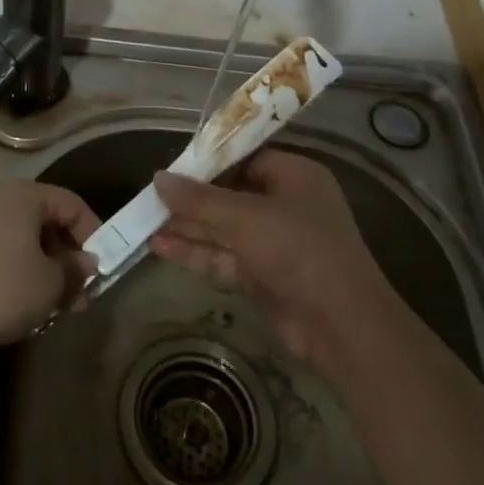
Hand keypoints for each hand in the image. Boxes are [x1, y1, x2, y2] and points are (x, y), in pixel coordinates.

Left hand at [0, 180, 99, 359]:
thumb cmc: (0, 290)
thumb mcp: (50, 284)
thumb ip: (75, 270)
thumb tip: (87, 263)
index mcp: (24, 195)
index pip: (72, 204)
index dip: (93, 234)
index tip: (101, 270)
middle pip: (44, 219)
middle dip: (66, 256)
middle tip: (79, 295)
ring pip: (19, 237)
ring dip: (41, 266)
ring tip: (51, 305)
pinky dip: (13, 269)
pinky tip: (17, 303)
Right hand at [150, 149, 393, 369]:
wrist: (340, 325)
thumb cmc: (298, 250)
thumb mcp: (245, 217)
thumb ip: (199, 199)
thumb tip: (158, 178)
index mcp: (293, 176)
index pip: (244, 159)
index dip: (207, 162)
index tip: (171, 166)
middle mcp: (284, 204)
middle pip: (229, 194)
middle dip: (190, 198)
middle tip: (148, 196)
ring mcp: (273, 242)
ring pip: (222, 228)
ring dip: (186, 226)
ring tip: (143, 221)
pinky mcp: (262, 274)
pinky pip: (223, 256)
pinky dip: (194, 251)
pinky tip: (159, 246)